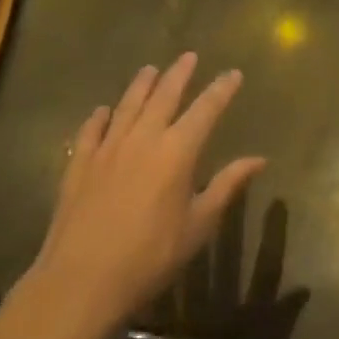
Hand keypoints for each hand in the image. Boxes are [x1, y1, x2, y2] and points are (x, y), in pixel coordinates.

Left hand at [5, 54, 263, 338]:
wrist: (81, 282)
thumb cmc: (150, 257)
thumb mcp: (198, 225)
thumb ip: (227, 186)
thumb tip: (259, 159)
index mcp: (178, 151)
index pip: (206, 109)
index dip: (222, 89)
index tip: (233, 73)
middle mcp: (143, 138)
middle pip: (164, 95)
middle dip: (179, 74)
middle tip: (189, 56)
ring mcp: (107, 148)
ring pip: (128, 104)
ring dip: (141, 84)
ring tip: (150, 69)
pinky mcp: (79, 164)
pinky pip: (91, 130)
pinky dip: (100, 116)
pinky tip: (103, 111)